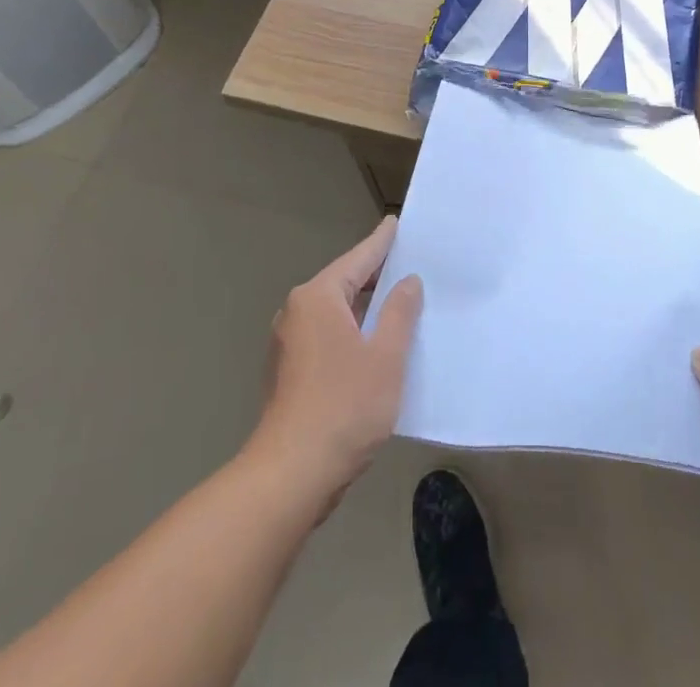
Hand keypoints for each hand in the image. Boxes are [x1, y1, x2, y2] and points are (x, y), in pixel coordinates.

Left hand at [247, 217, 423, 502]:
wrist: (290, 476)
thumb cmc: (343, 407)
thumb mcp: (386, 356)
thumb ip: (400, 312)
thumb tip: (407, 282)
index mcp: (318, 297)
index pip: (359, 259)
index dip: (382, 242)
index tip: (396, 223)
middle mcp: (297, 311)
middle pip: (344, 283)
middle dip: (376, 275)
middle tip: (410, 263)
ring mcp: (289, 343)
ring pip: (335, 312)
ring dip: (364, 308)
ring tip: (399, 301)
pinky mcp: (289, 371)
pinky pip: (327, 335)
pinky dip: (351, 331)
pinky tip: (374, 343)